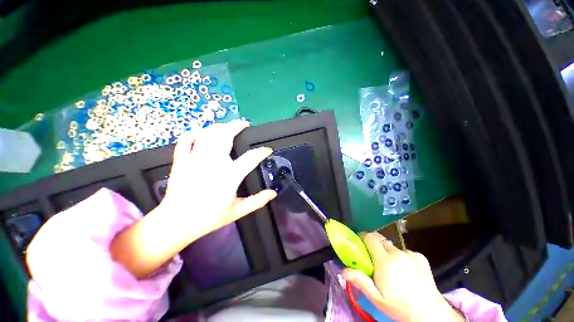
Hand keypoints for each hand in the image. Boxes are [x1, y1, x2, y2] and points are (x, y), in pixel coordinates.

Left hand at [162, 119, 276, 239]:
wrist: (176, 222)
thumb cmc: (209, 217)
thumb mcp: (237, 211)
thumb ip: (257, 201)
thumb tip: (273, 193)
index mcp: (229, 176)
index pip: (251, 158)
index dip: (262, 152)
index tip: (267, 150)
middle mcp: (213, 163)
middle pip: (226, 136)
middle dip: (237, 126)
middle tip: (244, 124)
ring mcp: (195, 159)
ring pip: (208, 134)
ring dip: (219, 127)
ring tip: (227, 126)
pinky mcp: (181, 161)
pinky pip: (185, 140)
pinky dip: (193, 133)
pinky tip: (200, 131)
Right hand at [343, 232, 463, 321]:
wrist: (431, 315)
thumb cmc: (400, 307)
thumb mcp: (377, 299)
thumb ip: (360, 281)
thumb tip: (343, 270)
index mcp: (385, 261)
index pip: (370, 238)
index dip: (362, 237)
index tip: (358, 242)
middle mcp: (397, 253)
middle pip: (380, 240)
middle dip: (374, 244)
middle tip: (371, 256)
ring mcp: (410, 254)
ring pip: (392, 246)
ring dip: (387, 252)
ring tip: (390, 268)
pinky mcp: (420, 257)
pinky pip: (404, 252)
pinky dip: (401, 257)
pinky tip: (405, 270)